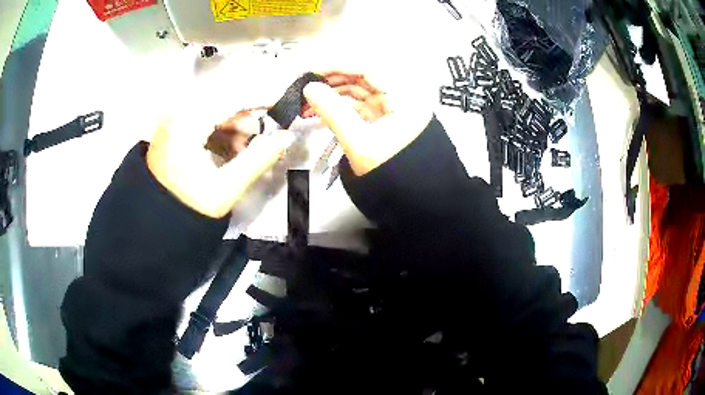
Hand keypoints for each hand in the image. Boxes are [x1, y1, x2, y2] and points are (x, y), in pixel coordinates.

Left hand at [147, 109, 293, 218]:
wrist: (154, 218)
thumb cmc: (187, 206)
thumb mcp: (225, 188)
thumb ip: (258, 160)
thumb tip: (286, 138)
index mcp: (187, 123)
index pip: (232, 98)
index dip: (262, 98)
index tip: (284, 105)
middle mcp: (179, 113)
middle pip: (225, 101)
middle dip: (249, 117)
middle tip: (265, 137)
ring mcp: (176, 119)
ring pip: (216, 109)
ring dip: (237, 126)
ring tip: (248, 151)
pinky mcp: (176, 127)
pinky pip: (206, 119)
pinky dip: (223, 131)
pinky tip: (232, 151)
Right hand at [303, 71, 432, 175]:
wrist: (409, 199)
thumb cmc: (390, 172)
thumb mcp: (359, 141)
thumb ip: (332, 111)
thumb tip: (309, 88)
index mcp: (404, 97)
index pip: (368, 68)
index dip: (338, 65)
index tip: (312, 69)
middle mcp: (399, 97)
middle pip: (361, 78)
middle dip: (332, 80)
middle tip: (305, 84)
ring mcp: (389, 109)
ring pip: (357, 92)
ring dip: (332, 94)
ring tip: (307, 100)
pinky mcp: (380, 121)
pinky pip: (357, 107)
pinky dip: (338, 107)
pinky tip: (319, 109)